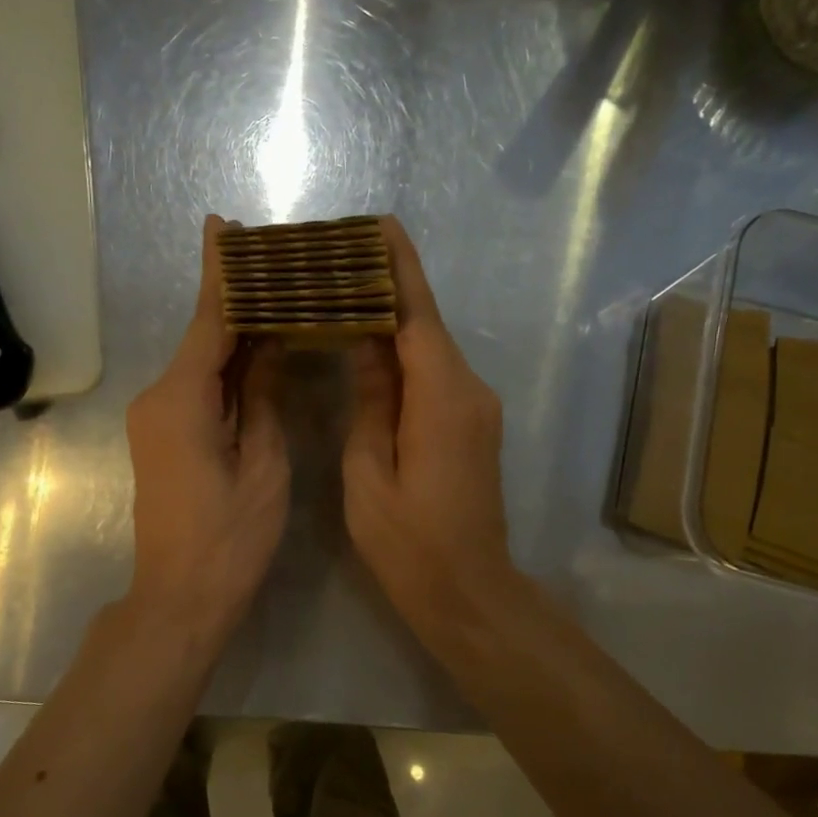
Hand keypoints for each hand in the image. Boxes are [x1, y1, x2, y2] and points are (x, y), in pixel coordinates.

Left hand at [124, 215, 289, 651]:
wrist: (180, 597)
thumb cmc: (230, 538)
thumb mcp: (262, 465)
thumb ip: (262, 398)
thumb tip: (268, 347)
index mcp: (182, 399)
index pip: (208, 321)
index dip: (220, 273)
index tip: (222, 225)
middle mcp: (159, 398)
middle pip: (202, 337)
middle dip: (232, 298)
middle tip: (269, 257)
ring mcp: (156, 418)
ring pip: (201, 363)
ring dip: (233, 333)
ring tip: (274, 296)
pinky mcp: (162, 437)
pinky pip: (197, 388)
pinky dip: (226, 368)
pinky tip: (256, 350)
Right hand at [343, 216, 519, 628]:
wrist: (469, 591)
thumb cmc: (409, 542)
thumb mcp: (369, 472)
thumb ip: (370, 401)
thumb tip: (365, 342)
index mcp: (442, 398)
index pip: (417, 316)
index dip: (399, 268)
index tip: (378, 225)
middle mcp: (469, 390)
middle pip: (426, 325)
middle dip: (389, 286)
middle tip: (341, 257)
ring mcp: (477, 408)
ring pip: (431, 349)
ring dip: (394, 320)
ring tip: (345, 292)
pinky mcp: (473, 424)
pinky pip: (436, 374)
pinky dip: (405, 354)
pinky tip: (371, 346)